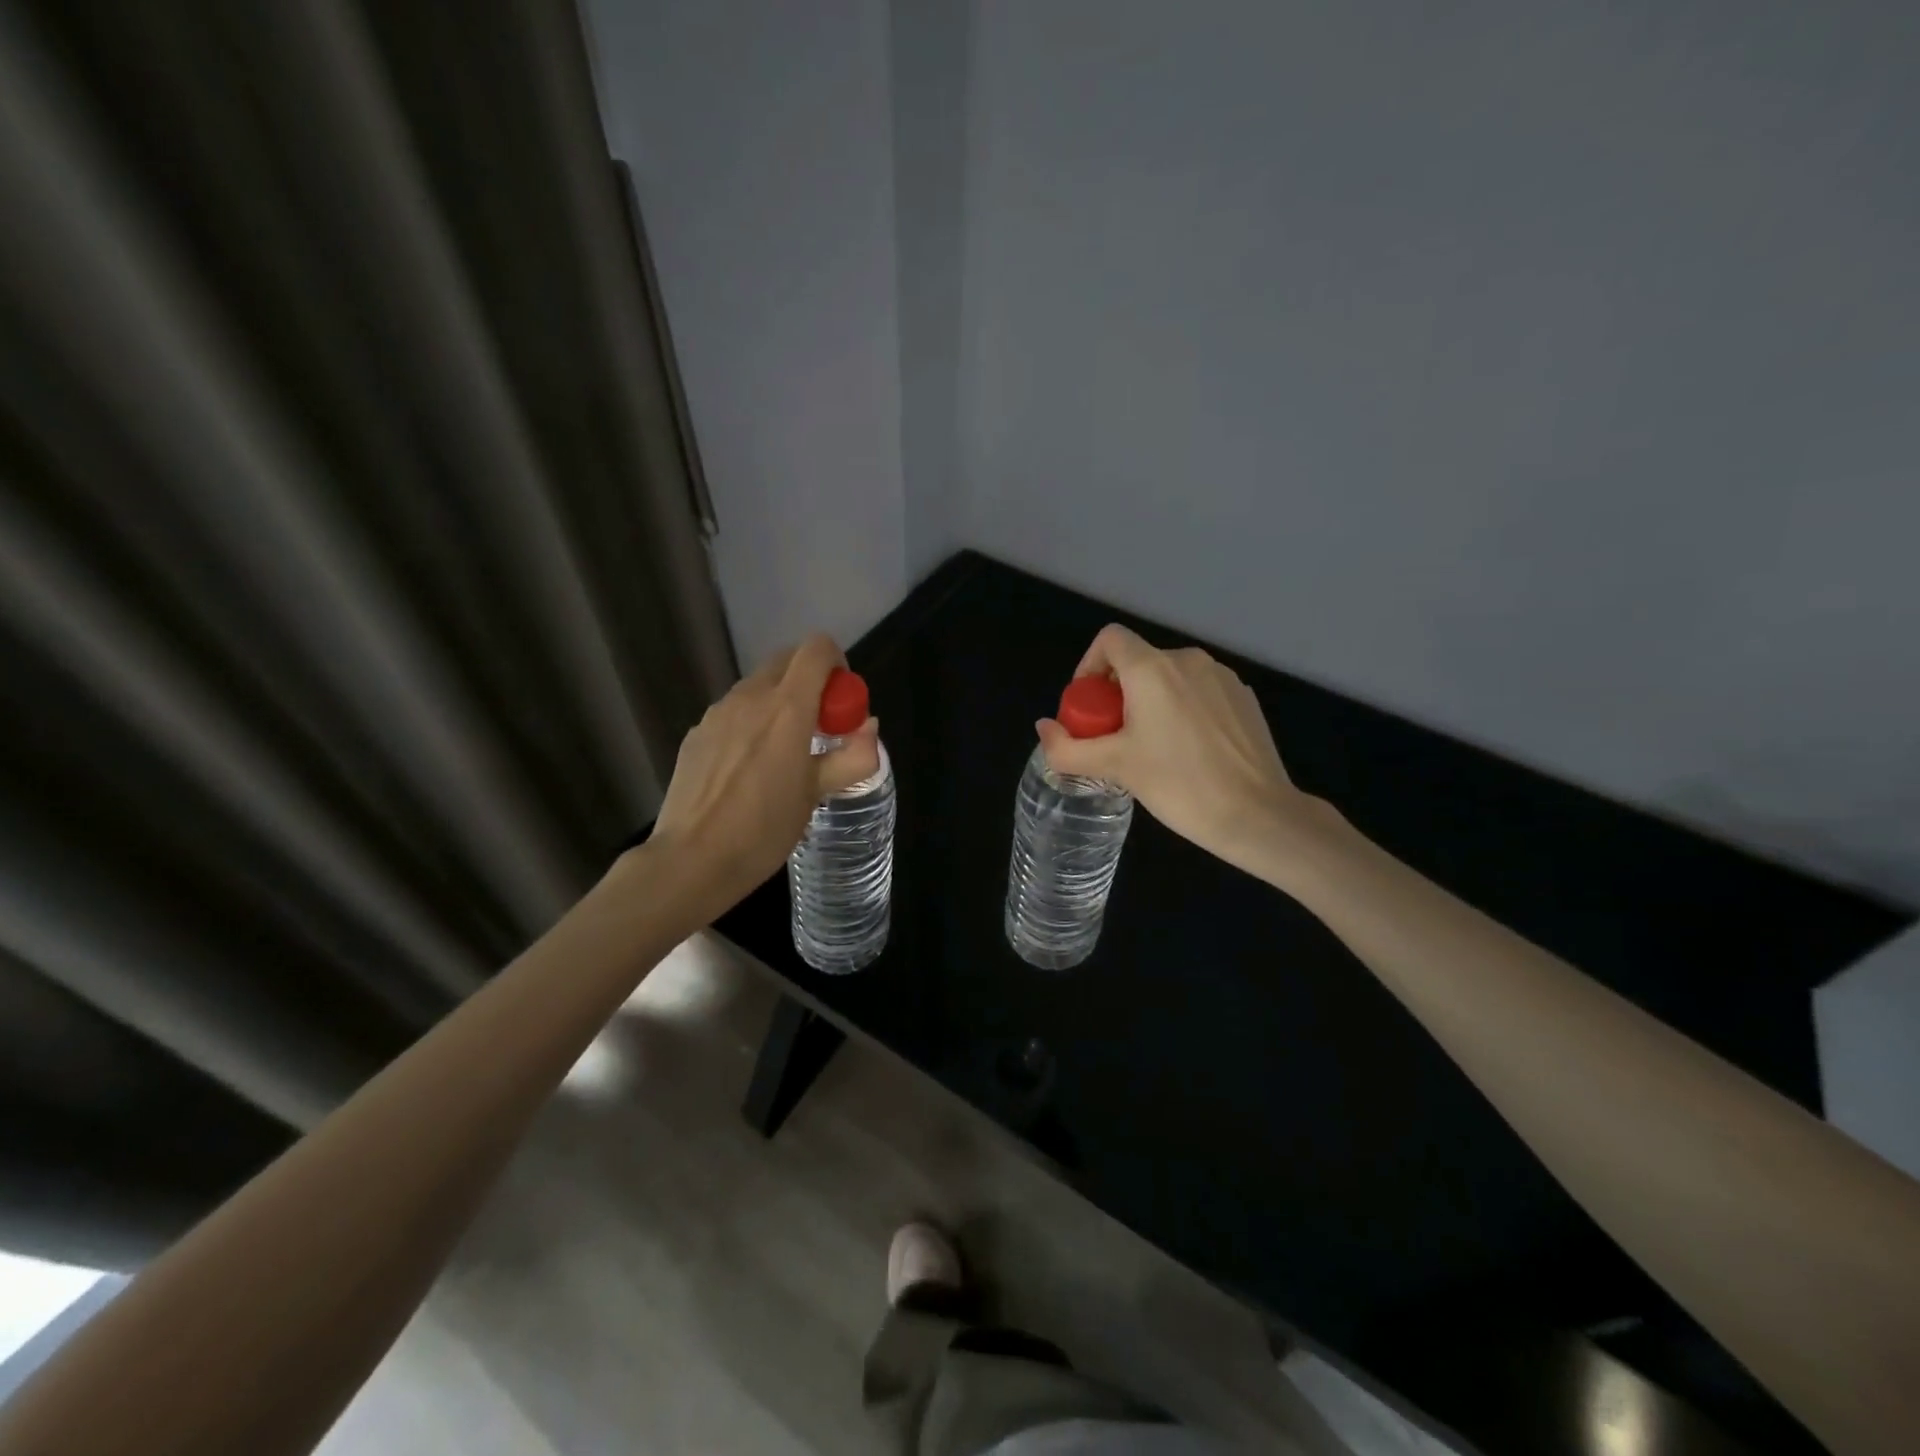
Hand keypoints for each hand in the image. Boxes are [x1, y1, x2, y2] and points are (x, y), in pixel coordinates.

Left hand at [648, 634, 879, 913]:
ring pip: (758, 686)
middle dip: (810, 682)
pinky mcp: (697, 733)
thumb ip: (851, 756)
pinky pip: (733, 712)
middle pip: (787, 660)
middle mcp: (750, 697)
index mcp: (787, 707)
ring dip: (779, 702)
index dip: (837, 665)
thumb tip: (869, 728)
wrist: (692, 860)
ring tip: (782, 754)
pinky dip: (751, 723)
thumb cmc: (764, 829)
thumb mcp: (817, 794)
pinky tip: (748, 770)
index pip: (817, 649)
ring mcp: (717, 713)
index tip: (841, 704)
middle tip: (818, 728)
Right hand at [1036, 624, 1325, 875]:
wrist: (1257, 814)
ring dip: (1150, 702)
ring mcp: (1222, 677)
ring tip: (1151, 749)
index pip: (1109, 639)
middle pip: (1138, 661)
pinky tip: (1189, 752)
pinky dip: (1182, 710)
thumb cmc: (1179, 785)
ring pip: (1169, 678)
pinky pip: (1199, 691)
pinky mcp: (1244, 697)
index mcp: (1153, 669)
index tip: (1089, 708)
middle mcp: (1188, 660)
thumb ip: (1068, 748)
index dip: (1089, 666)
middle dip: (1117, 694)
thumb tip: (1044, 728)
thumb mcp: (1114, 767)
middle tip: (1114, 739)